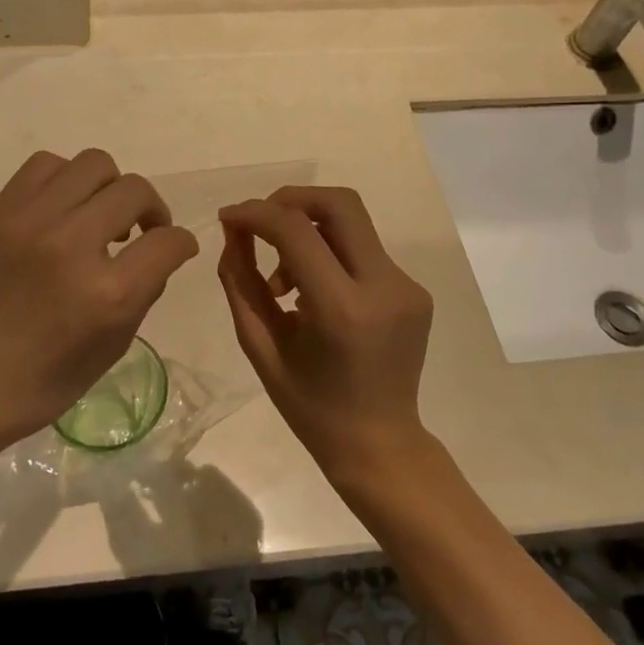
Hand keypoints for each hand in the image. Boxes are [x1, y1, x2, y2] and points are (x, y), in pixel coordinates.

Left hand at [0, 150, 198, 463]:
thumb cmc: (36, 386)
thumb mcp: (109, 351)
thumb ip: (143, 293)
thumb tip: (158, 252)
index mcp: (107, 294)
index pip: (168, 241)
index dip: (181, 244)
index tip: (173, 250)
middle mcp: (71, 245)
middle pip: (134, 190)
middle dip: (151, 211)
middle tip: (139, 233)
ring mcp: (29, 221)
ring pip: (94, 164)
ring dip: (109, 189)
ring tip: (97, 218)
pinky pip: (46, 166)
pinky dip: (65, 182)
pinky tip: (60, 211)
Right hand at [218, 186, 433, 480]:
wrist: (379, 445)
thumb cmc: (310, 406)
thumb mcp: (260, 346)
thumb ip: (241, 282)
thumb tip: (234, 232)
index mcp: (343, 310)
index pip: (297, 231)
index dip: (256, 213)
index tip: (229, 218)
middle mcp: (384, 287)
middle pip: (339, 204)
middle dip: (290, 199)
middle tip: (259, 223)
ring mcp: (407, 287)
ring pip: (351, 224)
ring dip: (308, 231)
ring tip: (282, 282)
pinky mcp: (414, 291)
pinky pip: (363, 251)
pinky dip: (329, 255)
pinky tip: (312, 294)